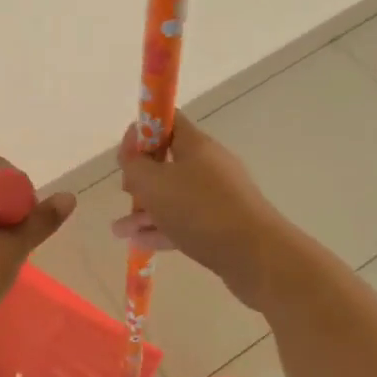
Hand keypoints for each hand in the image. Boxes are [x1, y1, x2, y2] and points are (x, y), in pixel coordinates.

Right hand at [111, 112, 287, 309]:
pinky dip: (162, 228)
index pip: (168, 120)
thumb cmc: (200, 209)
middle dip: (141, 176)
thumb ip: (134, 166)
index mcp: (196, 145)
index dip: (143, 130)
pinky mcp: (223, 225)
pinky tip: (139, 242)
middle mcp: (209, 165)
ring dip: (145, 209)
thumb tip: (132, 158)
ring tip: (119, 230)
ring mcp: (218, 196)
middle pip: (168, 161)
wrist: (257, 256)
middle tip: (126, 191)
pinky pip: (185, 221)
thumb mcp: (154, 183)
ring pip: (174, 196)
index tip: (126, 153)